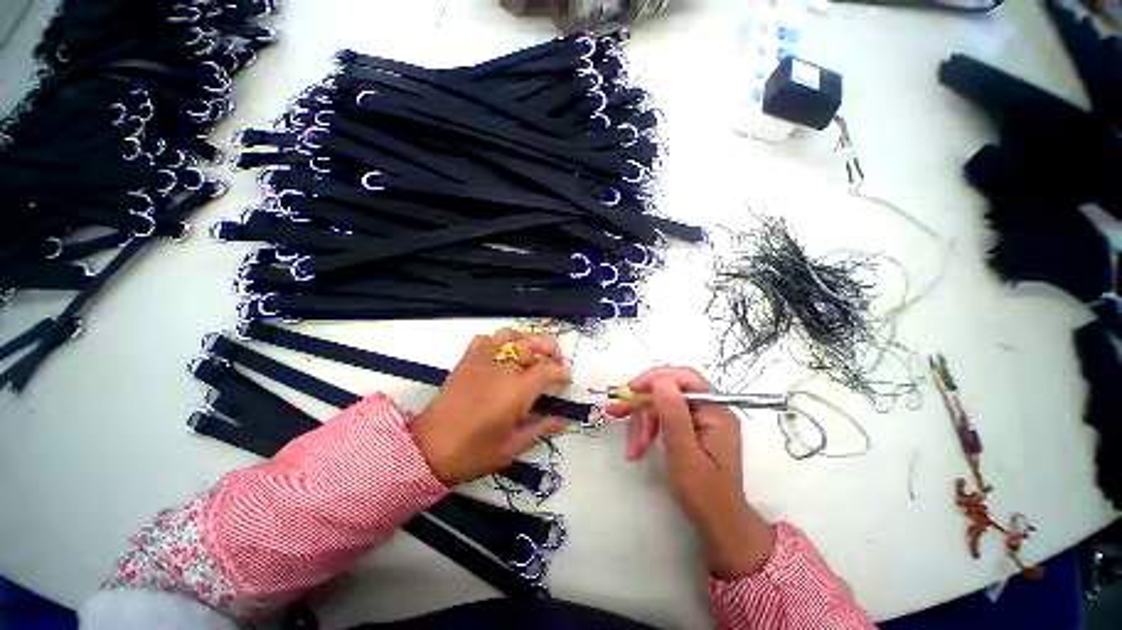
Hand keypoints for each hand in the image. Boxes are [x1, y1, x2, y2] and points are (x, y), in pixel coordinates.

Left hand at [412, 330, 571, 484]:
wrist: (430, 448)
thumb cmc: (475, 451)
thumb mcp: (513, 446)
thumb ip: (540, 429)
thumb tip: (562, 422)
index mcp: (519, 389)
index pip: (548, 370)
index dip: (561, 372)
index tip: (566, 379)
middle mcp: (504, 368)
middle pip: (532, 346)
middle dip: (549, 349)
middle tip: (556, 357)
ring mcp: (483, 361)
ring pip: (509, 337)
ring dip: (526, 339)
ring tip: (533, 346)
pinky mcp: (466, 361)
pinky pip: (483, 340)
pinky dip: (496, 339)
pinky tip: (501, 349)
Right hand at [606, 367, 775, 578]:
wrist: (717, 526)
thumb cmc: (704, 493)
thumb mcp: (684, 453)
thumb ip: (674, 414)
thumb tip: (661, 380)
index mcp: (716, 412)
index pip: (686, 379)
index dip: (657, 378)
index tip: (632, 388)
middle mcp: (709, 411)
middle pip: (669, 394)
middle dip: (644, 407)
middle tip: (618, 414)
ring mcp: (698, 421)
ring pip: (661, 407)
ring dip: (642, 424)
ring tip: (632, 448)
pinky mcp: (688, 431)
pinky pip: (662, 420)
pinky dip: (647, 431)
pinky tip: (636, 447)